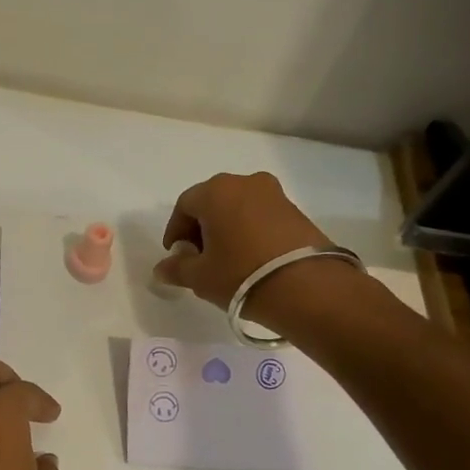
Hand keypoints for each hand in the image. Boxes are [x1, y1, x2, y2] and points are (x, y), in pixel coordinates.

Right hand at [153, 171, 329, 313]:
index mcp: (215, 191)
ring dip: (227, 228)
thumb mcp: (200, 277)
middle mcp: (245, 182)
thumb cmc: (241, 275)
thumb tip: (161, 269)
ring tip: (226, 259)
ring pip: (238, 207)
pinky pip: (261, 215)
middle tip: (199, 257)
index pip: (184, 206)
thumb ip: (176, 269)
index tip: (177, 255)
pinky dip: (249, 231)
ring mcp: (274, 194)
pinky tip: (250, 257)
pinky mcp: (296, 210)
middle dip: (201, 227)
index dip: (175, 231)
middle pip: (212, 202)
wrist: (308, 287)